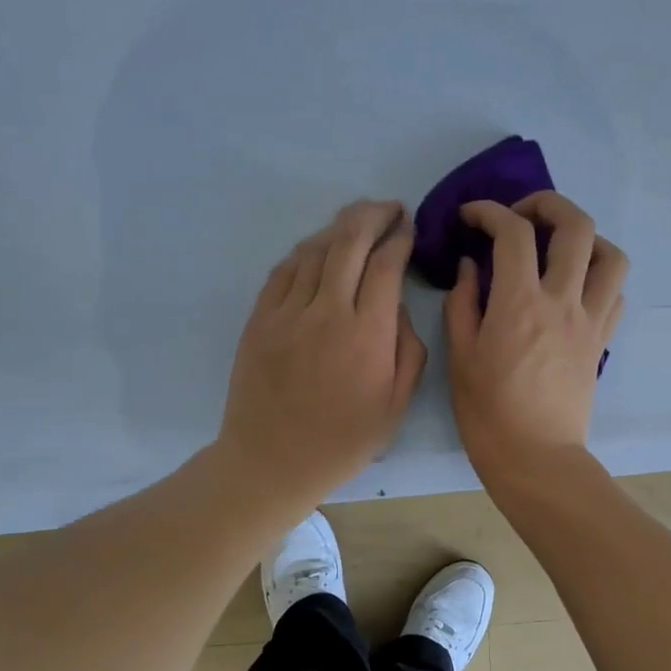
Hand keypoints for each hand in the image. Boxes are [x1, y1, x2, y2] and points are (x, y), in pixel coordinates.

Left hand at [218, 200, 426, 510]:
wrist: (271, 461)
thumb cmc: (342, 441)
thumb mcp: (396, 406)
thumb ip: (408, 350)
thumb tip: (397, 307)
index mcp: (367, 334)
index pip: (386, 266)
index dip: (400, 239)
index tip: (410, 230)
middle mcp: (326, 311)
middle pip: (349, 242)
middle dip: (373, 215)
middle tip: (389, 209)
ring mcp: (287, 312)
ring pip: (315, 249)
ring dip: (340, 227)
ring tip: (358, 221)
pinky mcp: (260, 318)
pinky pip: (284, 270)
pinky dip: (306, 250)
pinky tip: (319, 248)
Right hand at [445, 192, 626, 489]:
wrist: (536, 458)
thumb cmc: (488, 413)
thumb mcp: (460, 357)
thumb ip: (463, 303)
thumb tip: (470, 266)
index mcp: (519, 303)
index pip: (512, 232)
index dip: (489, 210)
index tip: (471, 215)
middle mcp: (563, 301)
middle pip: (576, 225)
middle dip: (548, 203)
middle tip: (522, 215)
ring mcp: (590, 321)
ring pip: (611, 255)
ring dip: (586, 238)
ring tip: (558, 248)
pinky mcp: (601, 342)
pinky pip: (615, 294)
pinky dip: (598, 278)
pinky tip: (574, 288)